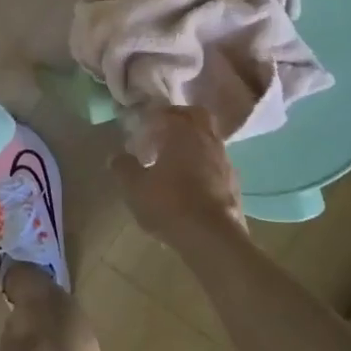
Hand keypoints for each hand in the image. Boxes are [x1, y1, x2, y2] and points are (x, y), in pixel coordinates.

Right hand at [110, 106, 246, 249]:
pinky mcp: (234, 182)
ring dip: (193, 143)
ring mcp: (224, 160)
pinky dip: (204, 164)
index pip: (168, 112)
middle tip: (161, 133)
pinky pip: (217, 163)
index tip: (141, 127)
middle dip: (180, 119)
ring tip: (174, 161)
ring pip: (209, 139)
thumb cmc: (169, 204)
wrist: (212, 238)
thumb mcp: (134, 187)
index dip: (153, 117)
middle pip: (197, 116)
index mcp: (182, 132)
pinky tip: (191, 182)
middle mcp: (207, 139)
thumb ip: (123, 168)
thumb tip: (116, 156)